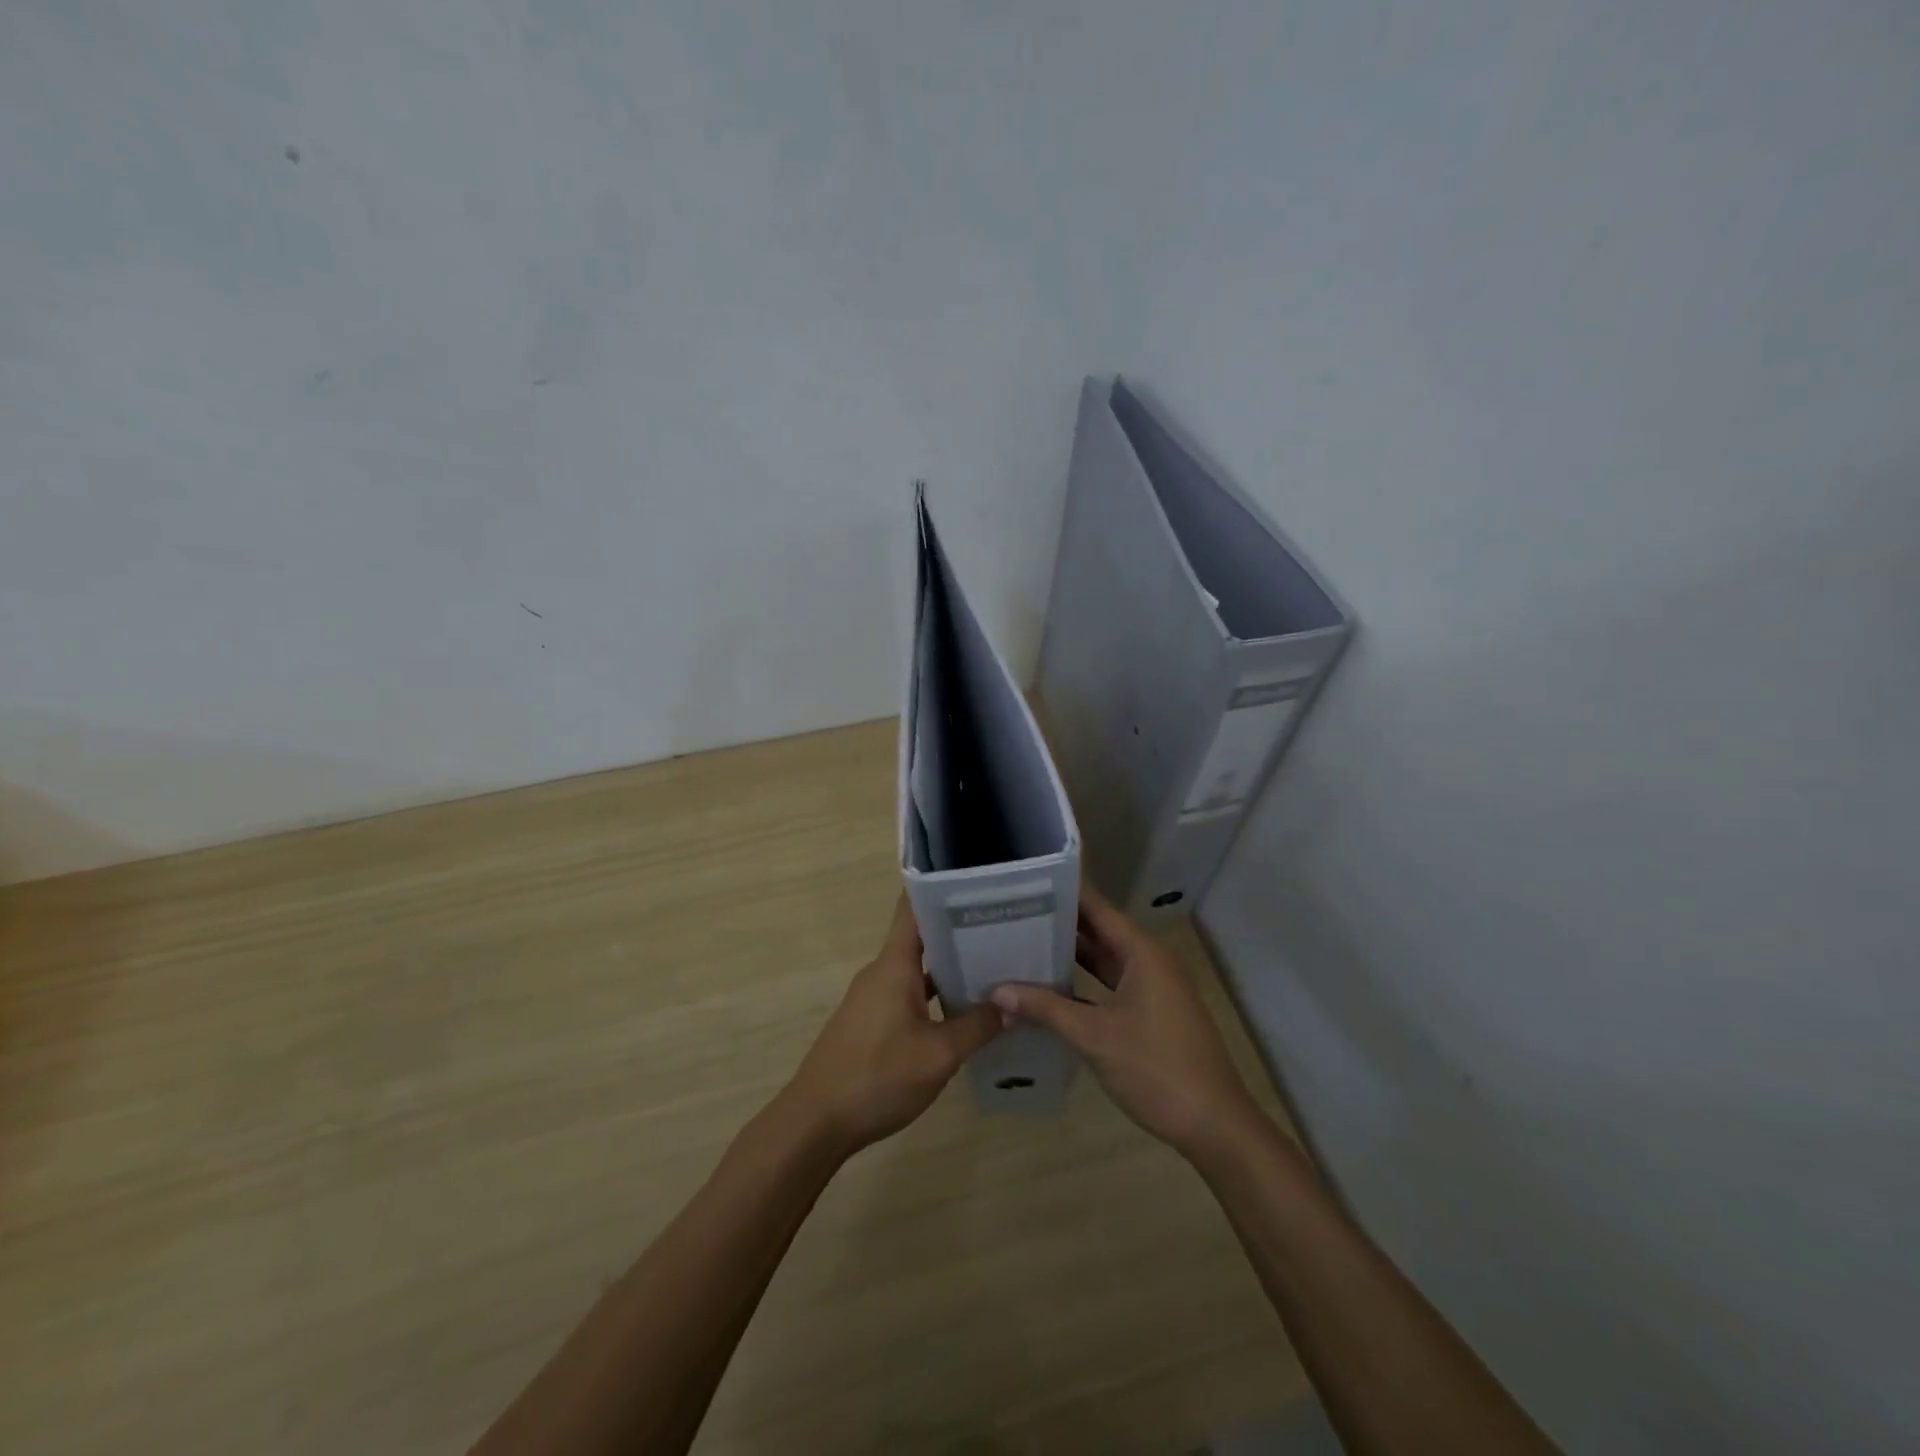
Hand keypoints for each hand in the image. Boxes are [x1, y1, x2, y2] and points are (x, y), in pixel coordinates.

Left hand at [784, 897, 1002, 1155]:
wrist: (816, 1122)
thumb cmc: (877, 1077)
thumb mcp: (938, 1055)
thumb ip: (977, 1026)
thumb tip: (1013, 1004)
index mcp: (894, 965)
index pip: (914, 908)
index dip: (943, 891)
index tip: (979, 886)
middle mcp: (882, 972)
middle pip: (922, 938)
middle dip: (961, 932)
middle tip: (1006, 930)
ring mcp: (874, 997)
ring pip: (917, 970)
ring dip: (951, 968)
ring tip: (996, 968)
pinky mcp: (871, 1022)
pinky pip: (909, 994)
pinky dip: (936, 995)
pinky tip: (964, 1011)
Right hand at [990, 884, 1259, 1159]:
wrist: (1213, 1125)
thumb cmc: (1156, 1068)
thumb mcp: (1095, 1036)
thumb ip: (1046, 1008)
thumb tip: (997, 990)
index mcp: (1142, 953)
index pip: (1097, 908)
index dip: (1065, 893)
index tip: (1027, 882)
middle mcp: (1148, 961)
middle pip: (1100, 931)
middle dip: (1060, 923)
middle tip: (1014, 912)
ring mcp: (1152, 989)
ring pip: (1105, 961)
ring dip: (1071, 955)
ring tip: (1024, 941)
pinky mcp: (1150, 1014)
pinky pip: (1111, 985)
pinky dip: (1083, 984)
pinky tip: (1051, 987)